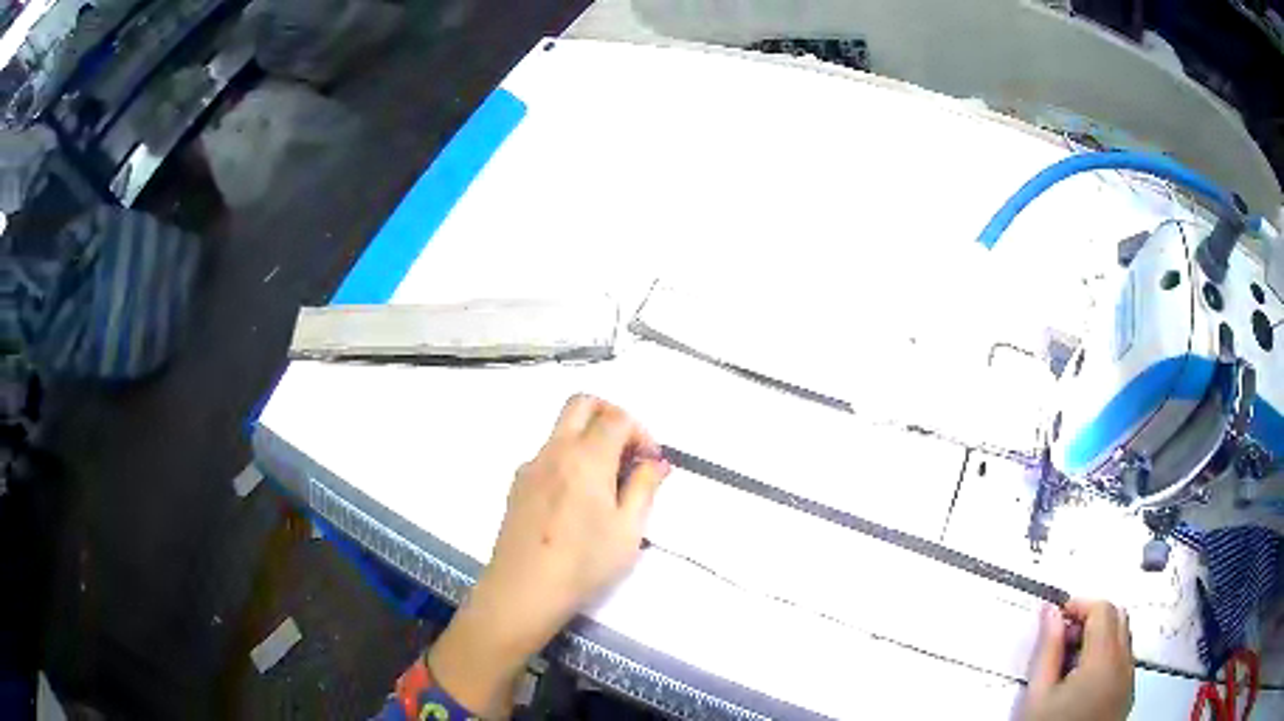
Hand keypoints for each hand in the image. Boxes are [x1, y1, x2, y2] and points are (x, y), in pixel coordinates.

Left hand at [428, 395, 669, 716]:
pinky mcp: (517, 484)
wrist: (523, 590)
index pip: (617, 417)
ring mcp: (531, 465)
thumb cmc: (584, 563)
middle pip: (582, 404)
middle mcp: (555, 450)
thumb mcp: (628, 530)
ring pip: (562, 428)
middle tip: (627, 451)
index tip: (650, 463)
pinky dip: (569, 458)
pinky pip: (548, 454)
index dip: (641, 432)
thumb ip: (644, 488)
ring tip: (605, 482)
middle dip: (611, 416)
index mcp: (586, 457)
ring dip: (589, 437)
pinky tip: (576, 500)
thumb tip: (656, 462)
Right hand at [1021, 599, 1134, 720]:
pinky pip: (1123, 662)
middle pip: (1118, 618)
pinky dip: (1107, 658)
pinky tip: (1082, 682)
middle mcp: (1124, 664)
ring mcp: (1128, 680)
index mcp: (1105, 659)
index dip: (1079, 605)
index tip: (1056, 617)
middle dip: (1091, 618)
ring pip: (1123, 639)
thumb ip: (1047, 650)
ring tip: (1069, 663)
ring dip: (1100, 638)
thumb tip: (1050, 614)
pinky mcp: (1127, 696)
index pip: (1102, 609)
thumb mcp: (1038, 695)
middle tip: (1062, 638)